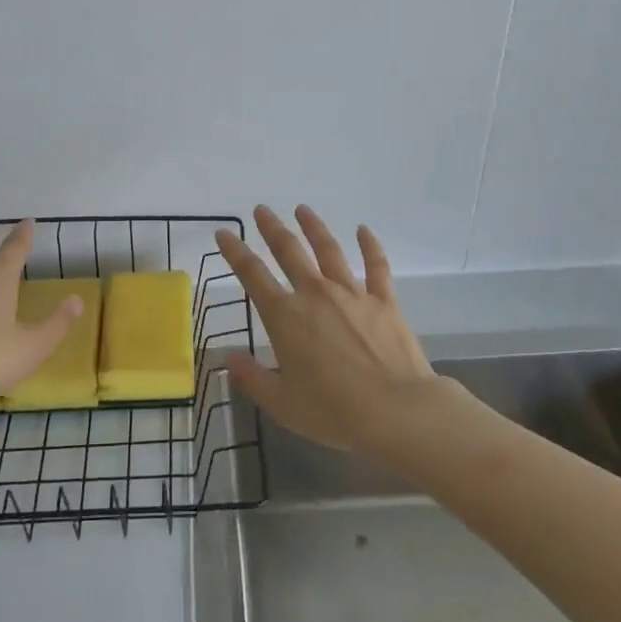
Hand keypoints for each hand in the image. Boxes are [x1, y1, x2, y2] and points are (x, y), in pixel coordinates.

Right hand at [215, 205, 438, 456]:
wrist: (396, 410)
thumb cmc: (334, 411)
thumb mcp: (282, 404)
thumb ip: (253, 379)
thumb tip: (230, 359)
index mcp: (285, 316)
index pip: (252, 275)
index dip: (235, 252)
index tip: (224, 233)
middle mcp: (315, 294)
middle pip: (289, 251)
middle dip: (272, 228)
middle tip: (261, 210)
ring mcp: (351, 293)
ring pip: (328, 249)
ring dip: (313, 227)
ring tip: (302, 209)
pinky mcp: (383, 300)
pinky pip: (376, 265)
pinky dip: (369, 245)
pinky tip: (363, 230)